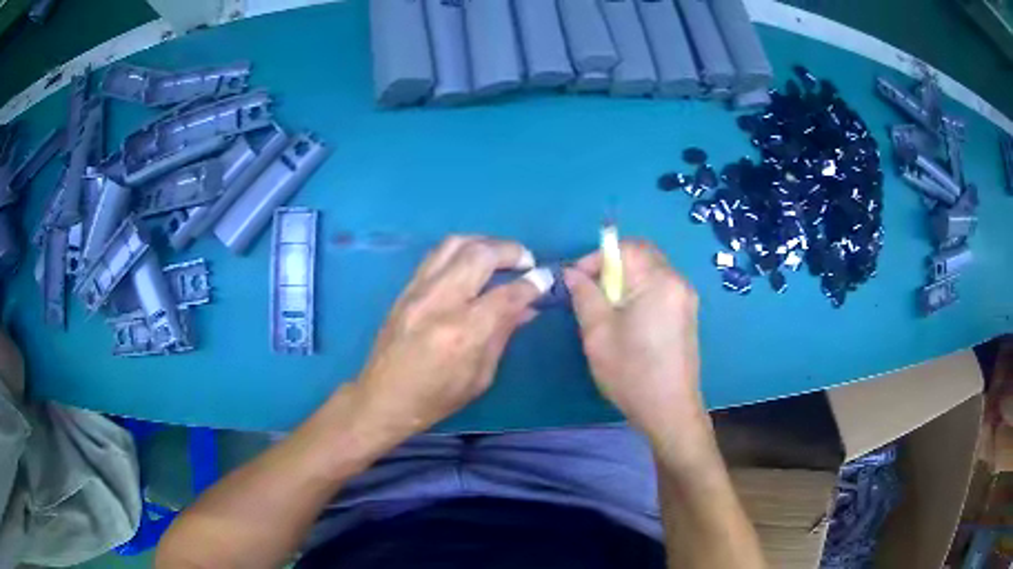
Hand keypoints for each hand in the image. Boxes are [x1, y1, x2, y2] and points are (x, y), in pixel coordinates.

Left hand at [352, 235, 542, 441]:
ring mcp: (418, 291)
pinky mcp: (405, 289)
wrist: (383, 398)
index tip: (546, 278)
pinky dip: (461, 250)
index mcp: (463, 333)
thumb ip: (503, 334)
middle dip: (511, 251)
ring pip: (455, 244)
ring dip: (485, 242)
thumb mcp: (480, 376)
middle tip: (526, 261)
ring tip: (501, 255)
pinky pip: (436, 255)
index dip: (533, 283)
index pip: (506, 295)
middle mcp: (440, 303)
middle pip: (480, 254)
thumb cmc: (436, 398)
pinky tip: (472, 261)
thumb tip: (527, 306)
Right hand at [564, 241, 703, 442]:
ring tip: (605, 306)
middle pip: (642, 254)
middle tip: (590, 291)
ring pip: (651, 270)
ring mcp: (686, 298)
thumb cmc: (631, 372)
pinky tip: (627, 318)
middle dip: (612, 264)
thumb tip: (571, 272)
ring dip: (625, 278)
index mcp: (659, 281)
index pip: (625, 247)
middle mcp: (678, 281)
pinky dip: (639, 290)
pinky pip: (660, 287)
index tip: (576, 281)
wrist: (669, 410)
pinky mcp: (687, 313)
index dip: (596, 257)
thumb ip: (584, 294)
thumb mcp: (597, 332)